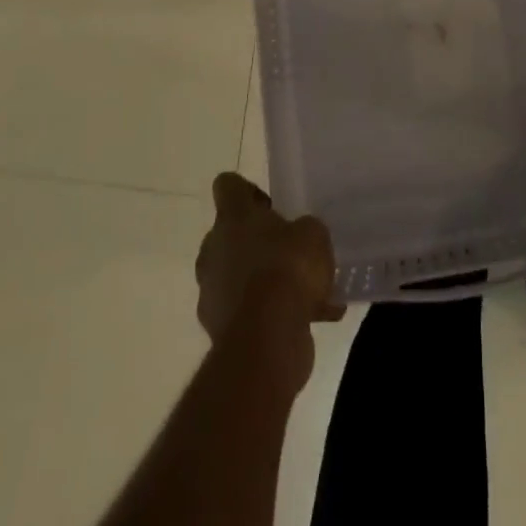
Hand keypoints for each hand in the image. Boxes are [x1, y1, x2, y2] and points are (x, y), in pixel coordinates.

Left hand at [195, 175, 343, 385]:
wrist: (266, 340)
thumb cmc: (287, 269)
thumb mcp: (313, 234)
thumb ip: (304, 229)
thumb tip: (298, 236)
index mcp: (233, 217)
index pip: (228, 185)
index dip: (248, 190)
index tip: (272, 205)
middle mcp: (214, 249)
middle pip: (231, 233)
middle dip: (258, 240)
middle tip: (290, 248)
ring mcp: (211, 290)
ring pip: (239, 274)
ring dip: (265, 280)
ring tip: (309, 292)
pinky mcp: (218, 327)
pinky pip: (249, 310)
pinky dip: (273, 313)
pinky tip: (314, 318)